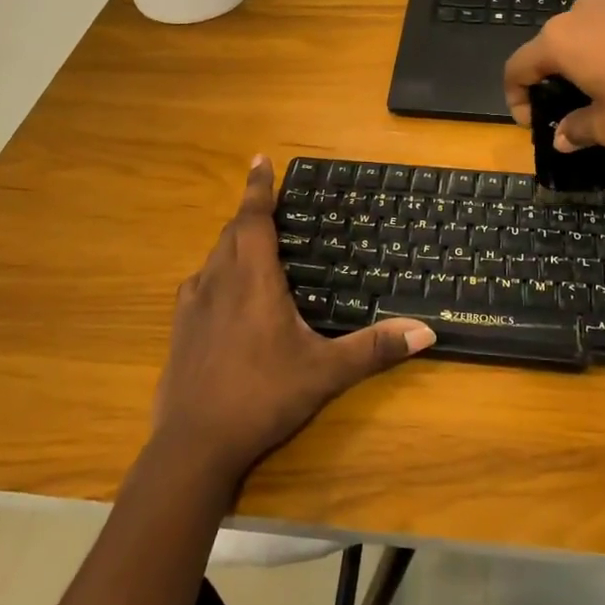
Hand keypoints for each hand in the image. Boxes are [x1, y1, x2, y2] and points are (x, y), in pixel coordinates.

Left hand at [150, 156, 435, 487]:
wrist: (194, 446)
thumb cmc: (262, 397)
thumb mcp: (325, 373)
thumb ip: (374, 349)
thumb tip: (426, 331)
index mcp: (253, 281)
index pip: (253, 219)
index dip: (258, 187)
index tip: (260, 159)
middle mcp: (219, 282)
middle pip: (232, 233)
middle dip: (250, 214)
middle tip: (270, 206)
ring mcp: (193, 306)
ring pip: (213, 257)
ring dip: (232, 243)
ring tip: (252, 246)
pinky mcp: (179, 330)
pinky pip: (198, 285)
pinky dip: (215, 275)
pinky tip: (224, 295)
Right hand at [503, 0, 604, 150]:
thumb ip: (578, 130)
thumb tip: (561, 138)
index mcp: (558, 40)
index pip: (516, 68)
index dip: (517, 99)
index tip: (535, 124)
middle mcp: (576, 12)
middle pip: (547, 48)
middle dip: (551, 81)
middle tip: (570, 111)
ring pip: (580, 35)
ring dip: (581, 63)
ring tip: (603, 90)